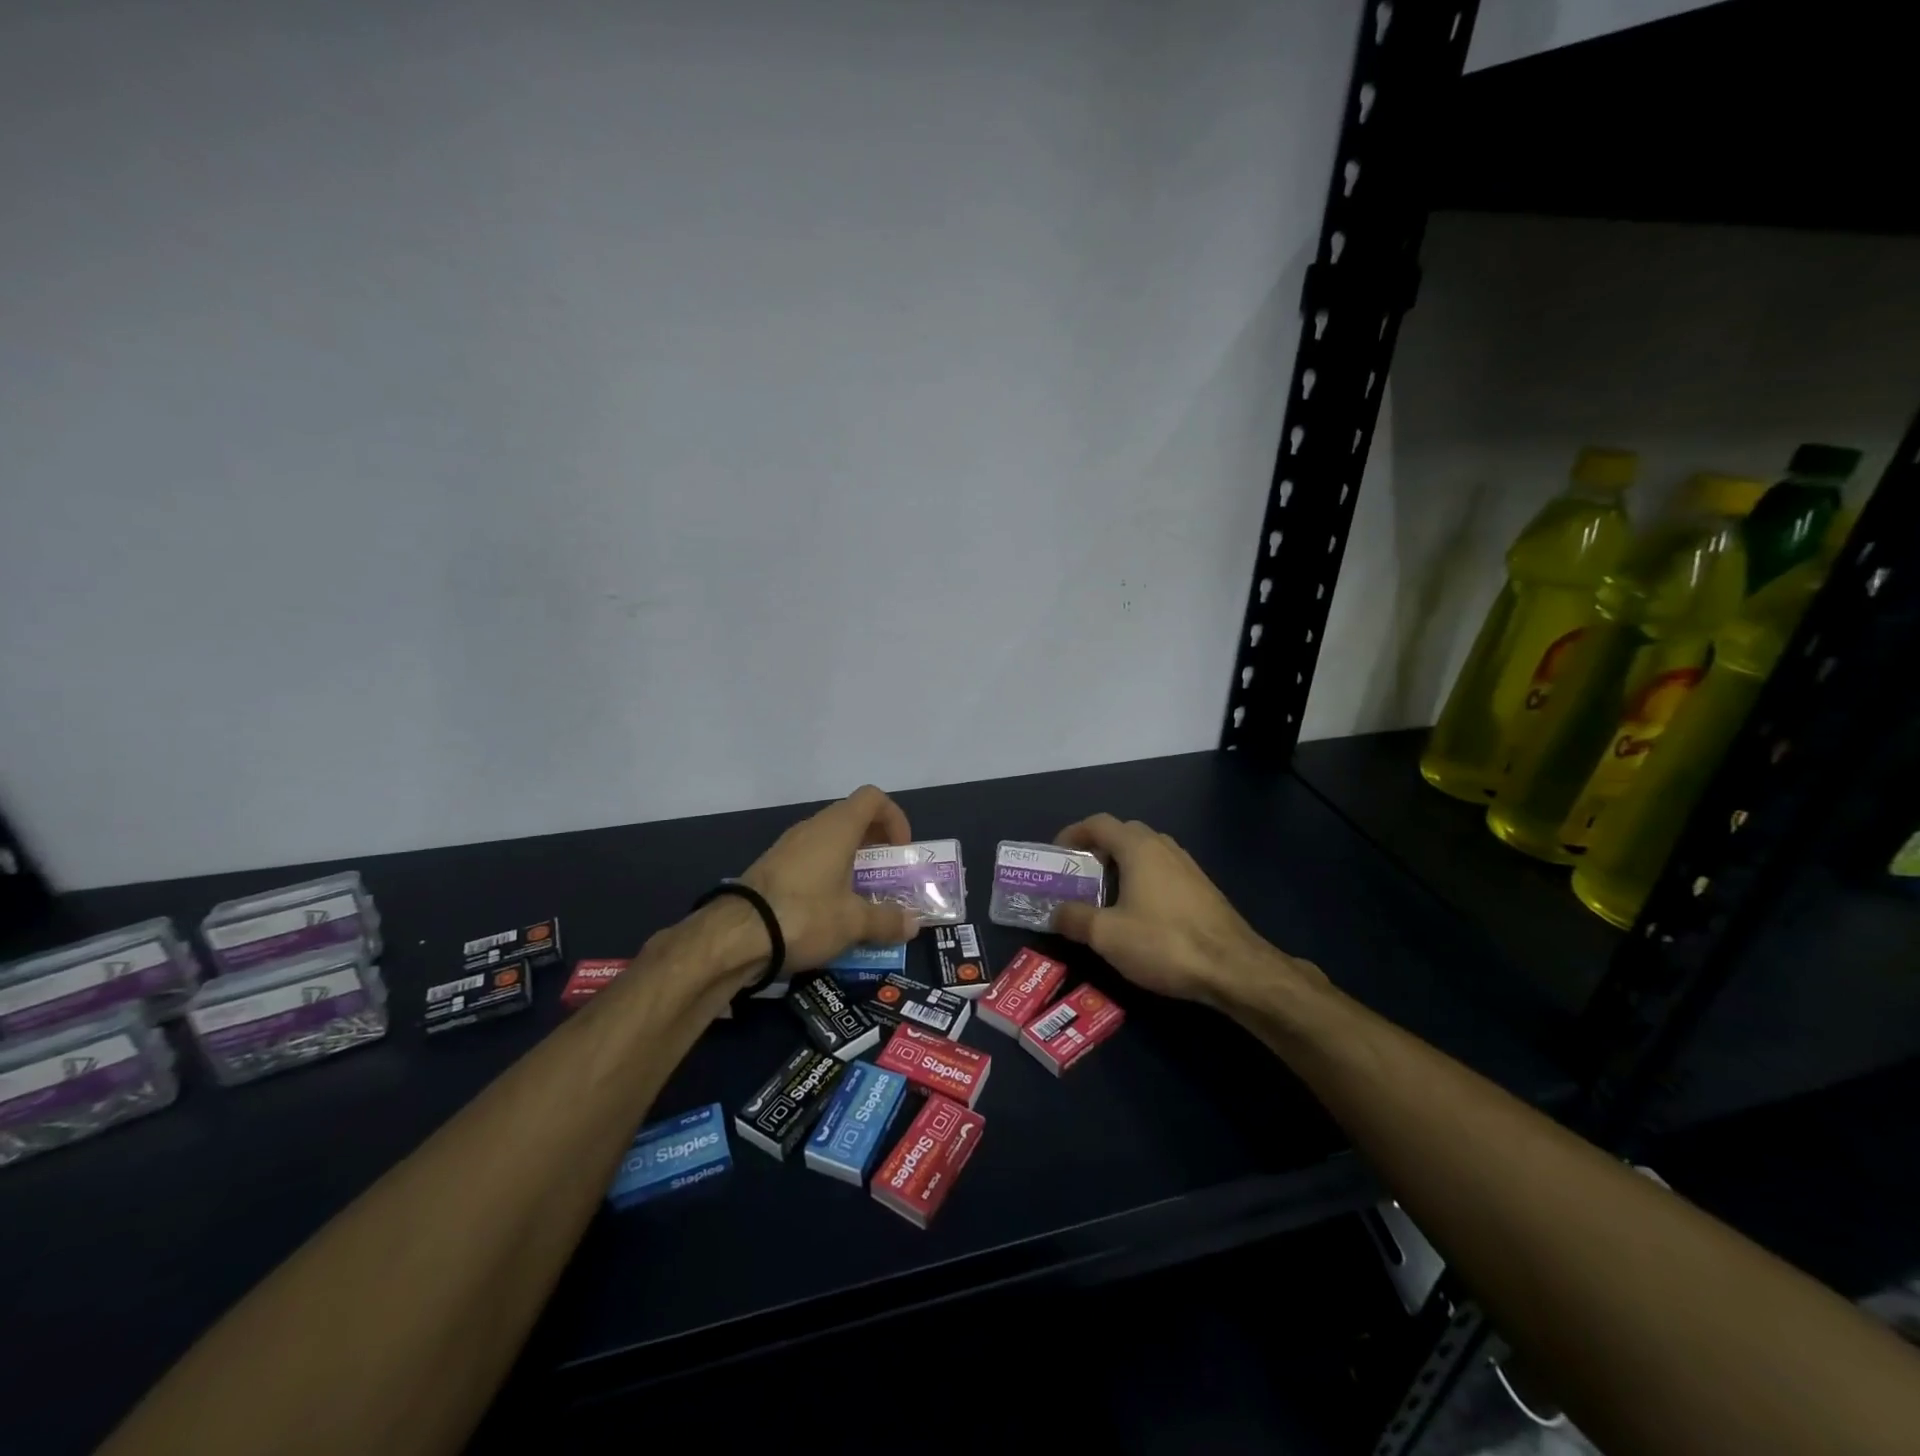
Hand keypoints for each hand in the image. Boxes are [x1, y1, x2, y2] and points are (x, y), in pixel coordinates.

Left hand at [738, 785, 920, 973]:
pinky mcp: (771, 866)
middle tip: (885, 874)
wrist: (736, 935)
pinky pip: (809, 858)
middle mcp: (813, 828)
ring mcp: (788, 845)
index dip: (894, 817)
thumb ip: (887, 920)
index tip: (900, 850)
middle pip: (852, 818)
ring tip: (859, 895)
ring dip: (849, 859)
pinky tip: (828, 907)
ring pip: (828, 839)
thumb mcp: (853, 922)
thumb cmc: (805, 915)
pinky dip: (825, 873)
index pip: (873, 798)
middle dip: (874, 843)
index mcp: (838, 828)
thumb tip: (914, 925)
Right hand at [1052, 813, 1325, 1008]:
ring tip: (1104, 895)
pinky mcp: (1202, 888)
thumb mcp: (1107, 935)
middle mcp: (1163, 847)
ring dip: (1121, 865)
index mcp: (1138, 848)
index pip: (1099, 823)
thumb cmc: (1164, 943)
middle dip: (1097, 850)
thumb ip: (1074, 918)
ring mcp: (1187, 866)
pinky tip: (1139, 912)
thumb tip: (1055, 912)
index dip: (1073, 834)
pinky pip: (1163, 871)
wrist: (1234, 968)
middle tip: (1078, 876)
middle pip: (1123, 834)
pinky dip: (1142, 880)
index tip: (1057, 855)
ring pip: (1146, 853)